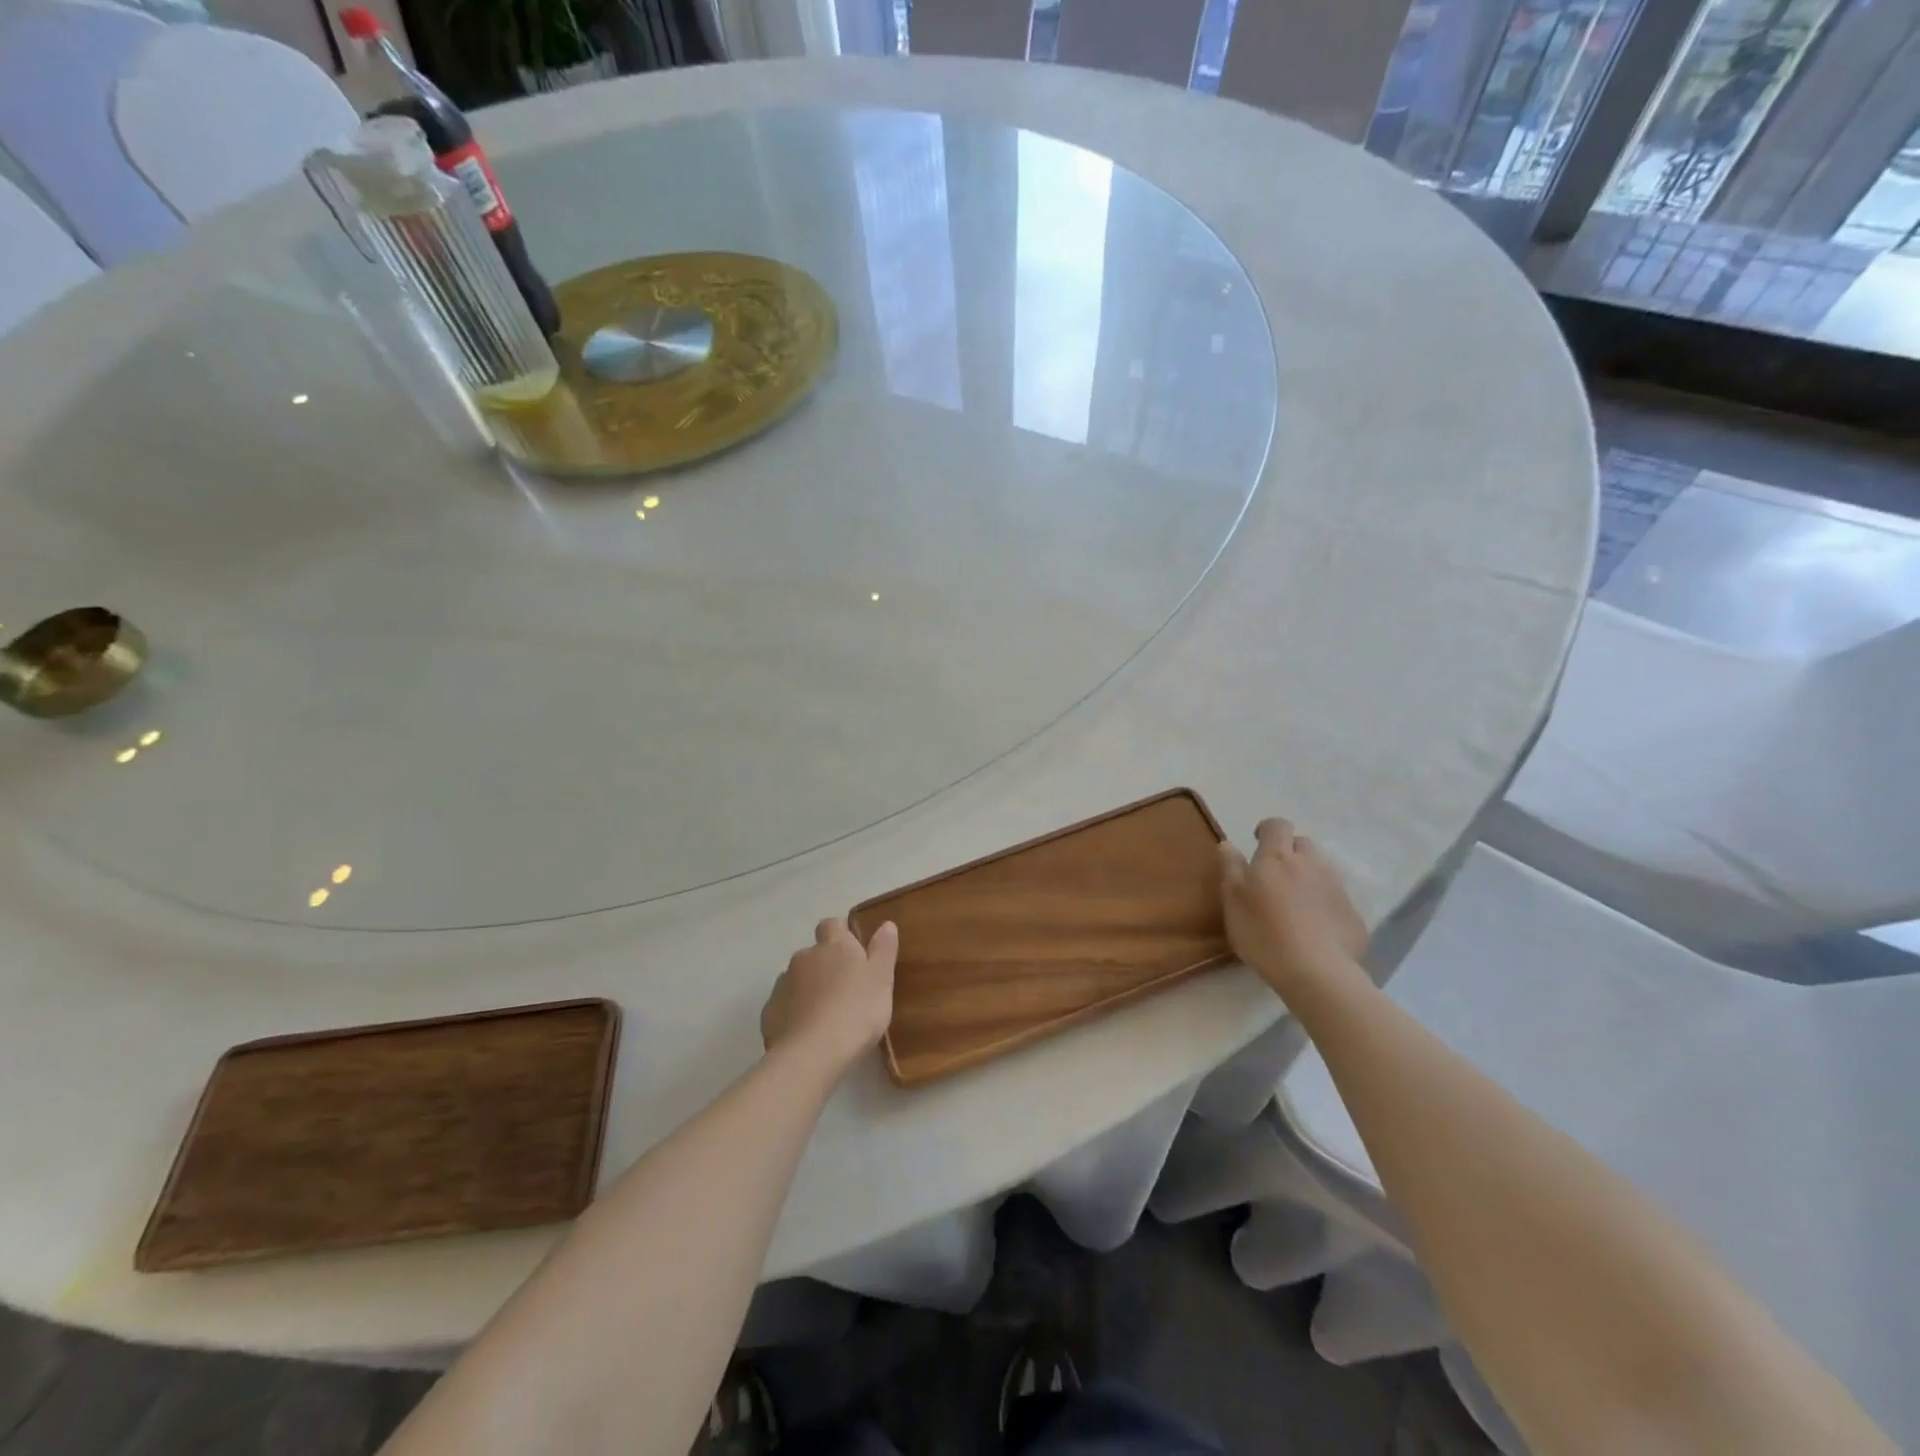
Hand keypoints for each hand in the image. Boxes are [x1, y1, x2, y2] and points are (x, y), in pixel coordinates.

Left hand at [761, 919, 898, 1073]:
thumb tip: (886, 924)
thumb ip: (883, 949)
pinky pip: (784, 1005)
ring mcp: (783, 984)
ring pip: (797, 980)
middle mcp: (804, 957)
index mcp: (833, 945)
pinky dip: (794, 1013)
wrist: (812, 1053)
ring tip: (826, 1016)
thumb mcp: (882, 979)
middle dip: (825, 966)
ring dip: (808, 990)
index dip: (841, 936)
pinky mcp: (769, 1012)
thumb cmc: (856, 1011)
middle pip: (814, 954)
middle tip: (845, 991)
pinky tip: (807, 1034)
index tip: (853, 954)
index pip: (831, 925)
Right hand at [1219, 818, 1367, 997]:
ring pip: (1322, 869)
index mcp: (1277, 858)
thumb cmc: (1264, 933)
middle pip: (1303, 844)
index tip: (1257, 842)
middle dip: (1290, 852)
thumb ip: (1230, 868)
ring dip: (1309, 875)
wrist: (1317, 973)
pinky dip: (1324, 903)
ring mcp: (1336, 888)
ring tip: (1295, 901)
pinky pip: (1336, 897)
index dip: (1267, 829)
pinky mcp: (1352, 913)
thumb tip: (1227, 843)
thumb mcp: (1233, 901)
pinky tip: (1315, 926)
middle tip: (1275, 875)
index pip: (1277, 825)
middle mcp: (1310, 864)